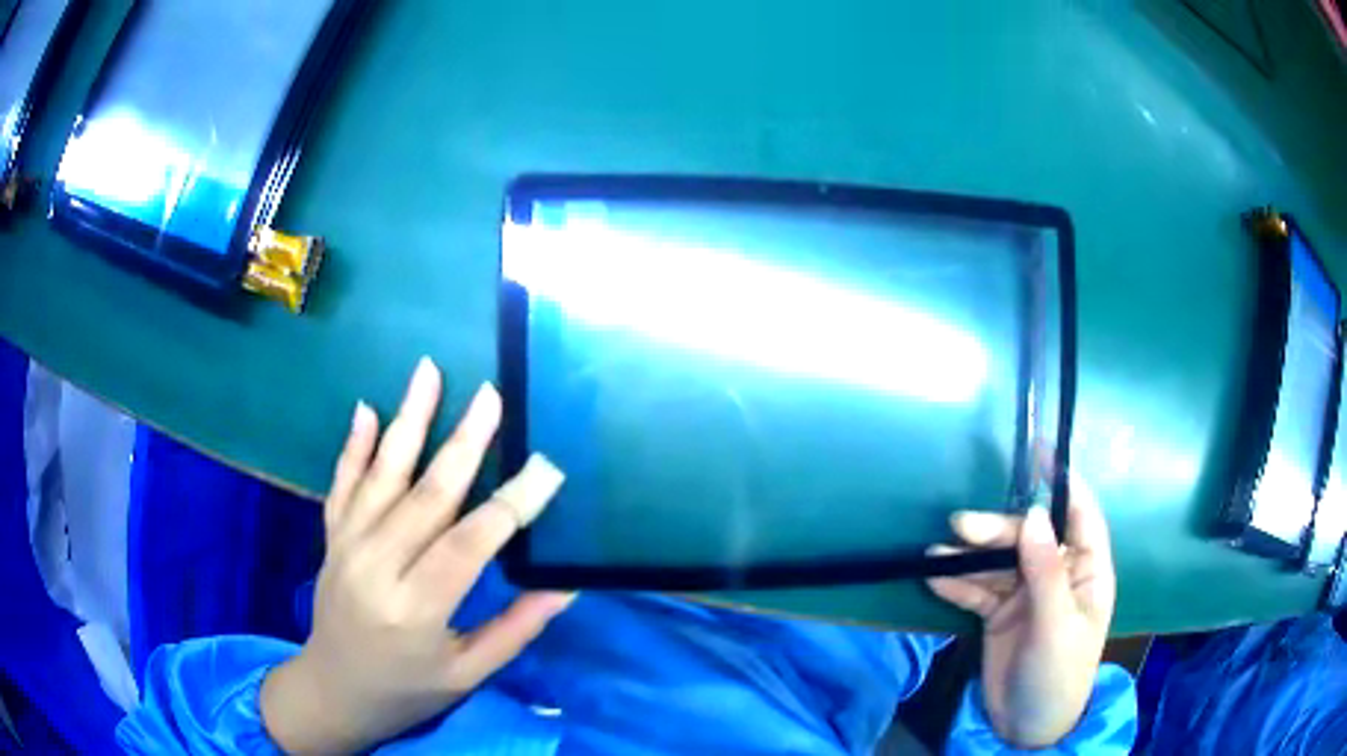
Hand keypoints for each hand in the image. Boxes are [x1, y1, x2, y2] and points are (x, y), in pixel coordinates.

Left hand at [261, 358, 572, 754]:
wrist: (334, 690)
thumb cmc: (408, 688)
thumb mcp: (468, 674)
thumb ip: (516, 629)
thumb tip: (564, 586)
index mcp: (416, 609)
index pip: (471, 544)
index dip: (512, 504)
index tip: (548, 467)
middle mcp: (376, 566)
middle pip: (426, 494)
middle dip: (465, 442)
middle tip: (492, 395)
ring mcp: (347, 545)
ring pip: (382, 474)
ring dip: (407, 420)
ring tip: (428, 371)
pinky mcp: (332, 537)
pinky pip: (343, 483)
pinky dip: (354, 445)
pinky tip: (366, 409)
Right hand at [927, 467, 1114, 748]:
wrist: (1027, 726)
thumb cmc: (1059, 673)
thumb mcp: (1057, 624)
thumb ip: (1045, 571)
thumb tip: (1032, 514)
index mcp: (1086, 570)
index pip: (1080, 515)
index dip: (1062, 482)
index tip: (1038, 452)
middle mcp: (1057, 574)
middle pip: (1027, 537)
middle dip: (996, 530)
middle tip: (960, 526)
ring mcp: (1025, 594)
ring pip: (997, 562)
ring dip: (969, 556)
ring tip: (936, 553)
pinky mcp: (998, 614)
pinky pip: (977, 590)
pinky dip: (957, 583)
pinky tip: (936, 577)